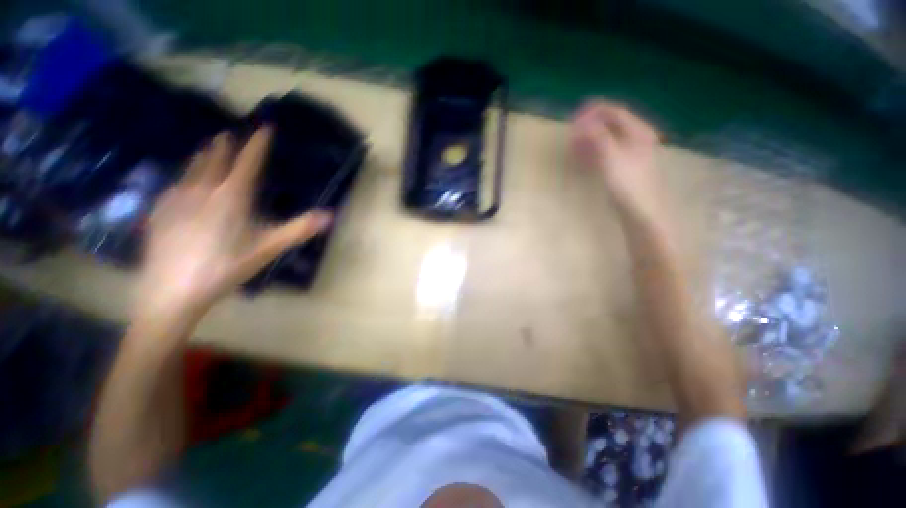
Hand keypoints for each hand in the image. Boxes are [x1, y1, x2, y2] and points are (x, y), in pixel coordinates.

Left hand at [134, 127, 331, 324]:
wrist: (172, 289)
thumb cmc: (226, 266)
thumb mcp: (268, 248)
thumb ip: (299, 230)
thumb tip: (330, 215)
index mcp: (232, 196)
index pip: (248, 161)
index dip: (258, 143)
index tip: (265, 127)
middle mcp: (203, 189)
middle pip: (215, 159)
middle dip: (225, 145)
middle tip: (229, 134)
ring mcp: (177, 198)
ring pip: (192, 168)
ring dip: (203, 156)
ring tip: (208, 147)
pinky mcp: (160, 210)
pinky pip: (175, 184)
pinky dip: (185, 176)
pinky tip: (182, 181)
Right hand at [570, 100, 663, 221]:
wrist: (640, 209)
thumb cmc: (627, 182)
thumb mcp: (611, 156)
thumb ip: (598, 136)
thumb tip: (583, 121)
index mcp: (637, 131)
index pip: (614, 113)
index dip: (594, 112)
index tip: (574, 117)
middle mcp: (635, 138)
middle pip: (609, 125)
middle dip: (589, 127)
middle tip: (571, 133)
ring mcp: (629, 153)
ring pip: (605, 140)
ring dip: (589, 140)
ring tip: (573, 146)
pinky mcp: (622, 166)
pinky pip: (605, 153)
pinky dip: (592, 153)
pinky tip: (581, 159)